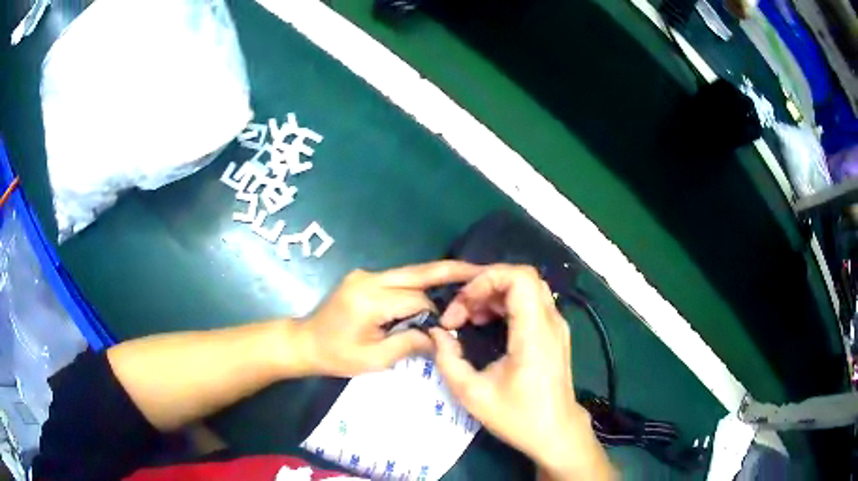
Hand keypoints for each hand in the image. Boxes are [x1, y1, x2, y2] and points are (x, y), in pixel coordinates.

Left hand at [298, 261, 482, 376]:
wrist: (304, 342)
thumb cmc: (336, 356)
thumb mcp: (374, 359)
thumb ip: (409, 344)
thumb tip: (440, 336)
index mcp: (370, 300)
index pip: (416, 300)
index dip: (435, 314)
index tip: (446, 330)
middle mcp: (369, 279)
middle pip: (417, 272)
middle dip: (450, 270)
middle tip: (480, 269)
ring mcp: (365, 275)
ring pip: (409, 273)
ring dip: (435, 277)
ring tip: (465, 278)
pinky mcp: (364, 278)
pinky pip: (398, 279)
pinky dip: (418, 284)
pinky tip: (434, 290)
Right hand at [430, 264, 613, 479]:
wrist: (555, 432)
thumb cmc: (518, 417)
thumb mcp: (473, 394)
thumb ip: (448, 360)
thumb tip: (437, 333)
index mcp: (535, 333)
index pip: (519, 278)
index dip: (486, 280)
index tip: (462, 305)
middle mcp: (551, 321)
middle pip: (522, 277)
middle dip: (485, 285)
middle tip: (462, 310)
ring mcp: (556, 325)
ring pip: (526, 287)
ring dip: (494, 294)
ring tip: (470, 317)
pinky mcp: (554, 332)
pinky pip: (530, 302)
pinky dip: (505, 304)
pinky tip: (486, 323)